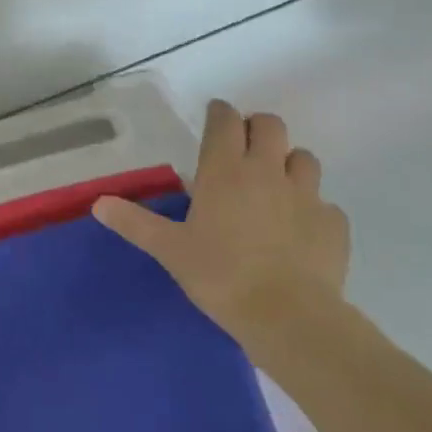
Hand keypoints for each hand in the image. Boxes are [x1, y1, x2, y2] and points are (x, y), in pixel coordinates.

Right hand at [93, 102, 349, 350]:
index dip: (219, 113)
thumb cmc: (220, 275)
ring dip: (289, 163)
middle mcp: (267, 171)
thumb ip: (135, 223)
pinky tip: (300, 230)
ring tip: (275, 185)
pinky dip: (313, 209)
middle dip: (257, 128)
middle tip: (243, 148)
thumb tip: (98, 203)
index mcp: (225, 170)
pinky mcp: (333, 224)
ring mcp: (306, 195)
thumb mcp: (170, 250)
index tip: (214, 118)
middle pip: (270, 125)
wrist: (288, 317)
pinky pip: (325, 204)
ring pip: (304, 158)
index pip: (225, 119)